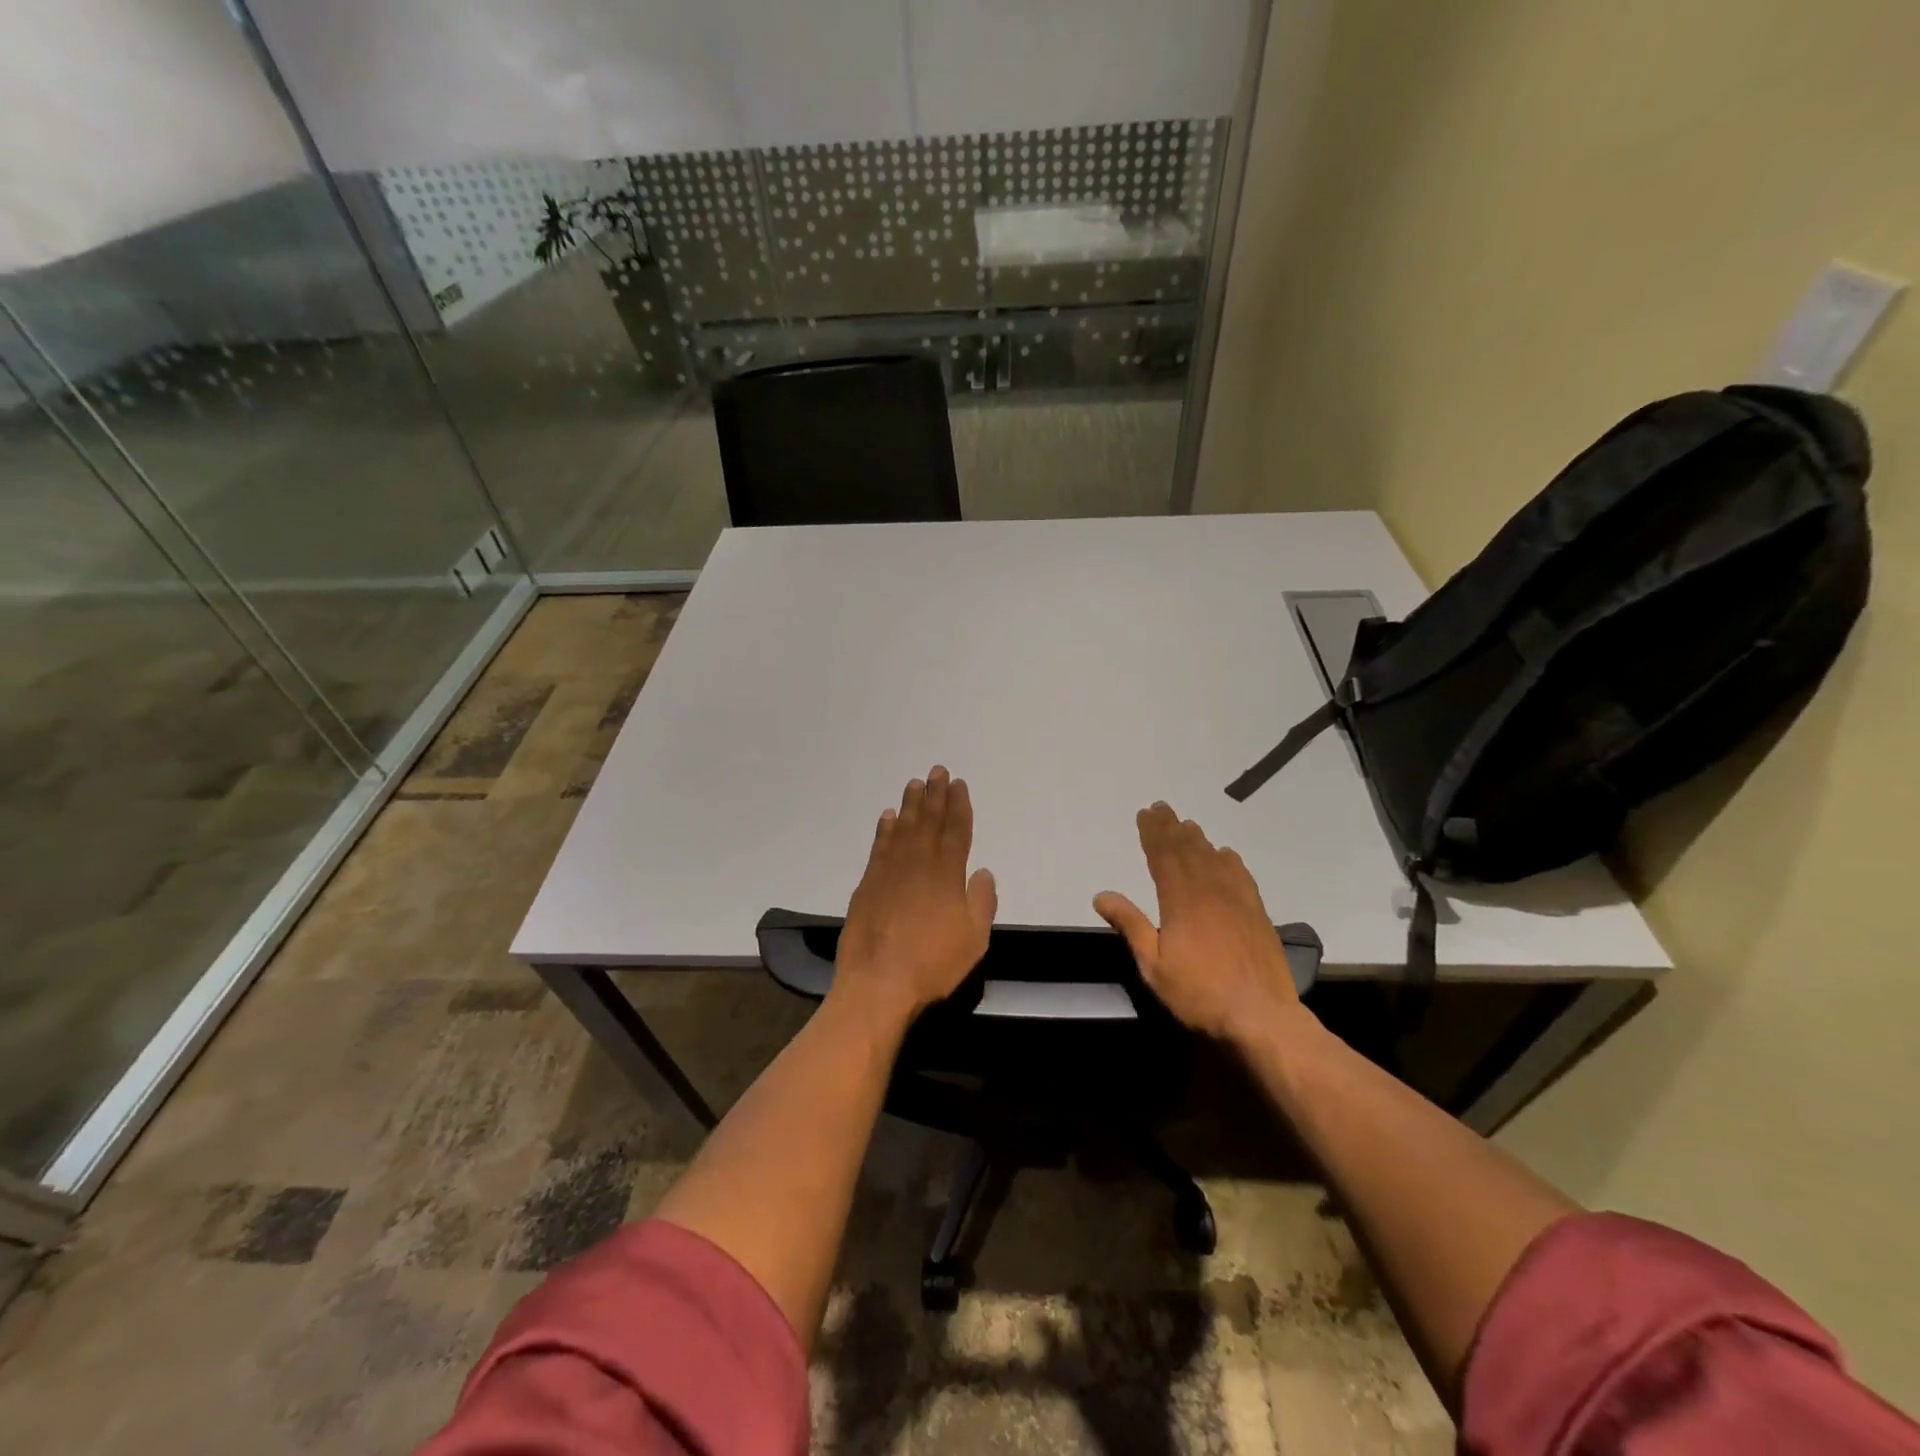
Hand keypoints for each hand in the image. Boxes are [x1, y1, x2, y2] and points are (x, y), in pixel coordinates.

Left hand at [832, 766, 997, 1030]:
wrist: (878, 983)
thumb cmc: (933, 963)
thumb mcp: (974, 939)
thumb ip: (981, 901)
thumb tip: (982, 871)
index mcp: (947, 875)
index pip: (956, 831)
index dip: (959, 806)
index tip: (958, 784)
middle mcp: (918, 864)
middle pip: (929, 822)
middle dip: (935, 795)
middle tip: (936, 770)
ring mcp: (889, 872)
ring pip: (903, 829)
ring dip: (910, 805)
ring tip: (914, 784)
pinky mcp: (867, 885)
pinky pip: (879, 847)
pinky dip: (885, 829)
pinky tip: (888, 817)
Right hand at [1094, 802, 1303, 1044]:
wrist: (1261, 1016)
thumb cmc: (1198, 994)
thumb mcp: (1153, 965)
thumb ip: (1130, 926)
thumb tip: (1102, 895)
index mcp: (1180, 901)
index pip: (1162, 857)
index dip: (1152, 833)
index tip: (1144, 814)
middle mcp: (1209, 891)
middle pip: (1187, 850)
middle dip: (1171, 828)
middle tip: (1161, 808)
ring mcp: (1237, 900)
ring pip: (1214, 859)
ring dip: (1198, 839)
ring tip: (1186, 825)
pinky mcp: (1257, 913)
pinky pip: (1241, 876)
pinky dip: (1229, 861)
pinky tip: (1225, 854)